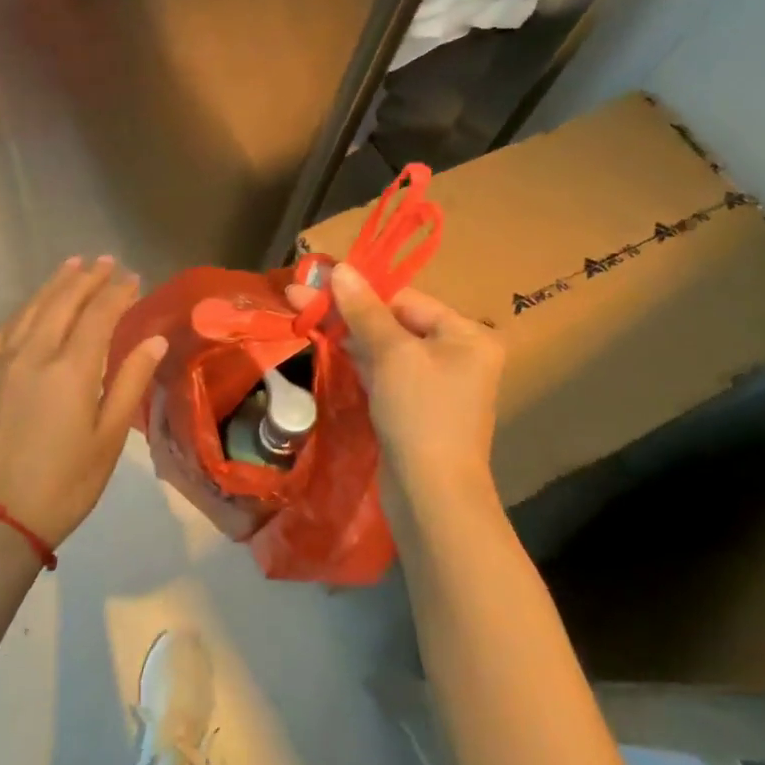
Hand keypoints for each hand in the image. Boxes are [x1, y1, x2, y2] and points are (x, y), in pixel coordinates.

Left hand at [0, 256, 168, 546]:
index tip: (134, 277)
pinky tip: (33, 305)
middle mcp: (34, 354)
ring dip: (55, 284)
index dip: (118, 293)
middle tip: (107, 261)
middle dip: (87, 278)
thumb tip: (154, 340)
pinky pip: (6, 329)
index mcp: (71, 370)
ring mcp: (3, 363)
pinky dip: (25, 309)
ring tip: (73, 265)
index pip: (98, 315)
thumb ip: (130, 382)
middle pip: (63, 302)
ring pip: (31, 309)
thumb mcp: (109, 438)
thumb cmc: (66, 482)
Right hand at [287, 263, 503, 528]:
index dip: (360, 291)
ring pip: (384, 346)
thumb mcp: (392, 355)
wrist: (431, 496)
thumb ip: (364, 310)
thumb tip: (339, 268)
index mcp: (466, 335)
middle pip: (393, 320)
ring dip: (346, 332)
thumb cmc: (420, 414)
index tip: (317, 281)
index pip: (405, 299)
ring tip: (302, 312)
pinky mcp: (414, 406)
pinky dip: (357, 359)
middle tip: (298, 295)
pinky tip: (325, 342)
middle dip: (347, 310)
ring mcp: (435, 382)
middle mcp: (457, 353)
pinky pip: (383, 371)